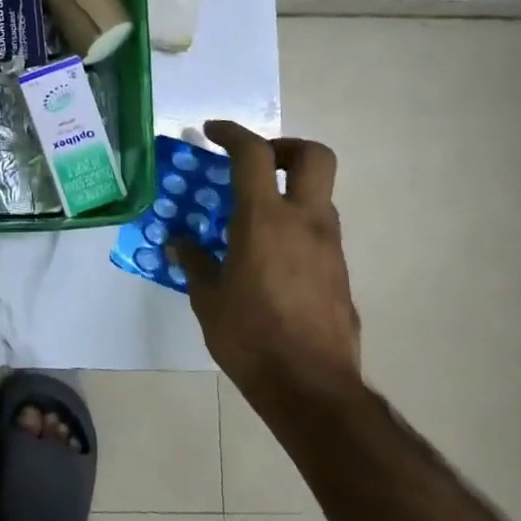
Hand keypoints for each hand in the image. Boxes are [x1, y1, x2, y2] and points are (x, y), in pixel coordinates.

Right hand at [171, 120, 361, 404]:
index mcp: (264, 220)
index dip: (232, 132)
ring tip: (256, 217)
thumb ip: (194, 262)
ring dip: (291, 190)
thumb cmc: (250, 338)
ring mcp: (329, 246)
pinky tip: (272, 257)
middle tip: (256, 164)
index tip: (212, 131)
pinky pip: (321, 230)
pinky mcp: (341, 272)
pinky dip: (297, 225)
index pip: (254, 154)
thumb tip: (179, 244)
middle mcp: (305, 222)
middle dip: (285, 147)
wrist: (312, 389)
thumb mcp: (208, 299)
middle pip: (314, 155)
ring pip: (320, 194)